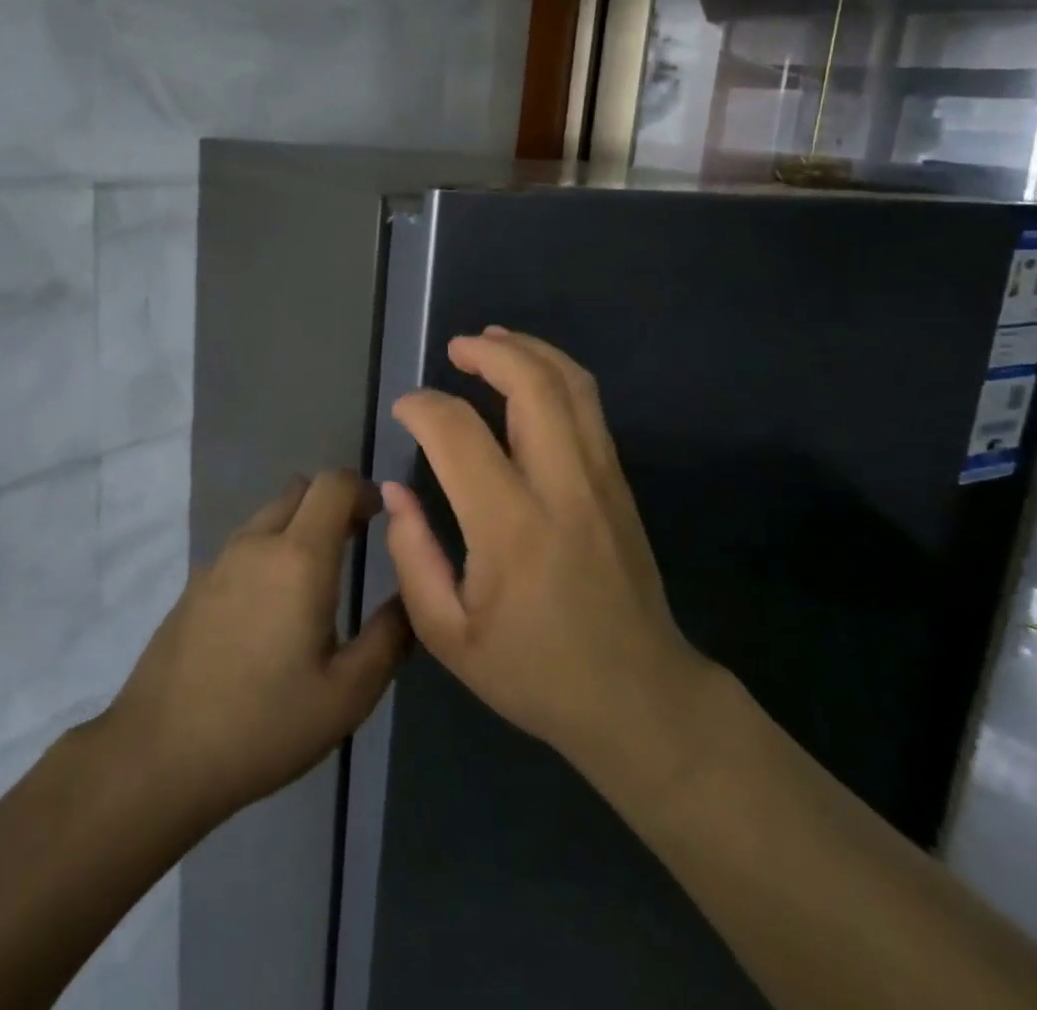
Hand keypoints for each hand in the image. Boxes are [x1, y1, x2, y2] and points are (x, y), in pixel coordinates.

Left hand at [106, 471, 409, 825]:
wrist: (158, 755)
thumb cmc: (264, 724)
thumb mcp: (347, 695)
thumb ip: (389, 638)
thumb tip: (409, 598)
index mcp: (299, 557)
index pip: (334, 483)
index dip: (363, 489)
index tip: (381, 518)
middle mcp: (257, 543)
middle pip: (301, 490)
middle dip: (333, 504)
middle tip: (355, 543)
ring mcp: (219, 560)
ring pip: (269, 515)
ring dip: (299, 526)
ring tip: (316, 581)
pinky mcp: (195, 584)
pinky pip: (243, 545)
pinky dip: (269, 551)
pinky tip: (270, 610)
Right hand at [383, 329, 707, 772]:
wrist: (640, 696)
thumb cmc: (535, 672)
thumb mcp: (449, 637)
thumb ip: (413, 557)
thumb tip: (397, 490)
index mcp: (511, 530)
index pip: (460, 435)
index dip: (423, 408)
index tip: (404, 410)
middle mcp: (562, 488)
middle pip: (532, 385)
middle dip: (488, 352)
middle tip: (453, 348)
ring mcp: (600, 478)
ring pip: (570, 384)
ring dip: (528, 350)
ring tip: (491, 340)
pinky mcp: (618, 481)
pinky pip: (588, 405)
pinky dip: (555, 372)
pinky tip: (529, 375)